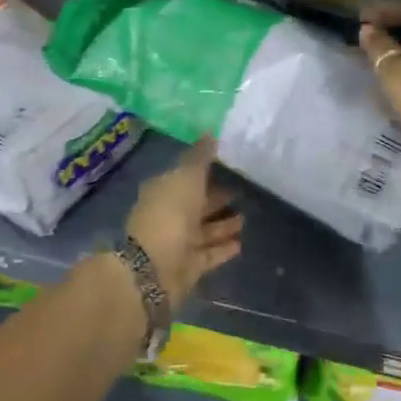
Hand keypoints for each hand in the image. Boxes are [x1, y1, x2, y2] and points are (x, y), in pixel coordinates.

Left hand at [123, 138, 242, 304]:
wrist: (154, 267)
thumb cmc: (170, 213)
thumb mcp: (187, 177)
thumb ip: (200, 157)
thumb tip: (211, 133)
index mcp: (163, 190)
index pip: (185, 177)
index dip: (204, 172)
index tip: (227, 166)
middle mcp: (168, 215)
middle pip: (195, 204)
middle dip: (216, 198)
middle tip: (241, 192)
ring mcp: (177, 242)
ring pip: (204, 230)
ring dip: (223, 225)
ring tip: (245, 218)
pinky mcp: (188, 266)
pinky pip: (209, 254)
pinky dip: (223, 248)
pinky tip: (241, 243)